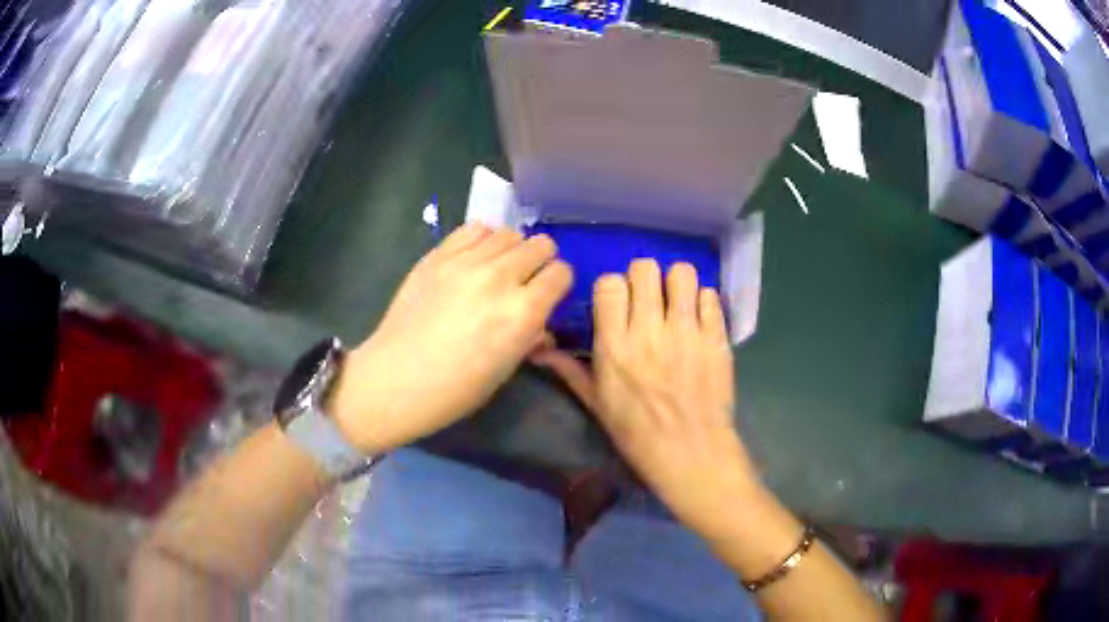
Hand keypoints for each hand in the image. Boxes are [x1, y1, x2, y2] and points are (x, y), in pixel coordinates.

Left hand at [329, 223, 571, 452]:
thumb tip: (541, 324)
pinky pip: (475, 229)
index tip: (548, 295)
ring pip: (509, 233)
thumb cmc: (455, 389)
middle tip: (525, 281)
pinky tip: (475, 258)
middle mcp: (500, 278)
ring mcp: (466, 262)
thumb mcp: (505, 370)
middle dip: (540, 262)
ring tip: (498, 269)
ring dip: (512, 250)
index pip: (561, 273)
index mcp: (523, 312)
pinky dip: (483, 240)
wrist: (396, 378)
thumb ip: (530, 337)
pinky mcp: (438, 255)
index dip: (558, 284)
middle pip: (541, 245)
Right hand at [533, 260, 761, 538]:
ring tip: (676, 303)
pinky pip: (711, 296)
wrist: (691, 452)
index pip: (610, 283)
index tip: (618, 303)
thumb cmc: (637, 434)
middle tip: (648, 299)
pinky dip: (703, 302)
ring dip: (676, 284)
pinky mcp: (717, 337)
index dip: (613, 288)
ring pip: (682, 273)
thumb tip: (539, 349)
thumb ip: (570, 371)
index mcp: (615, 346)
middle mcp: (649, 330)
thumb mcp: (597, 405)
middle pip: (645, 268)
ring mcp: (687, 331)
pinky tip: (699, 320)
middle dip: (644, 279)